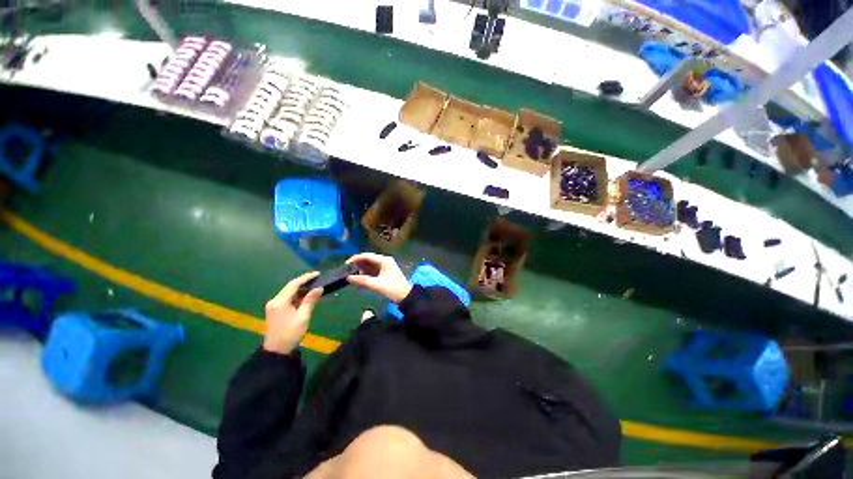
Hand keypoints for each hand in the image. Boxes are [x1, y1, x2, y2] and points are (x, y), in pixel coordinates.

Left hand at [263, 271, 322, 354]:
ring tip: (314, 286)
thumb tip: (319, 288)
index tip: (317, 274)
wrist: (277, 351)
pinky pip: (287, 299)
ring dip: (301, 289)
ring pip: (289, 293)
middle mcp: (274, 301)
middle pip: (290, 287)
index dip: (306, 278)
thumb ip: (310, 300)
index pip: (293, 284)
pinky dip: (297, 296)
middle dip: (303, 282)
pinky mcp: (275, 311)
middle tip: (317, 279)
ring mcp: (273, 306)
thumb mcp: (303, 316)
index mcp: (280, 301)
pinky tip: (306, 296)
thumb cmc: (291, 333)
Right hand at [346, 253, 411, 302]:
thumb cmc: (393, 289)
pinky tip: (359, 283)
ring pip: (369, 267)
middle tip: (347, 273)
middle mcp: (384, 261)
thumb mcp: (377, 285)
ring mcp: (385, 267)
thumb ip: (362, 281)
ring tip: (352, 279)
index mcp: (384, 260)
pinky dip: (366, 276)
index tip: (345, 265)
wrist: (406, 297)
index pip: (367, 256)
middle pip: (367, 260)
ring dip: (361, 272)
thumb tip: (348, 277)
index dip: (355, 259)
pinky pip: (372, 272)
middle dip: (357, 266)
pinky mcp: (384, 274)